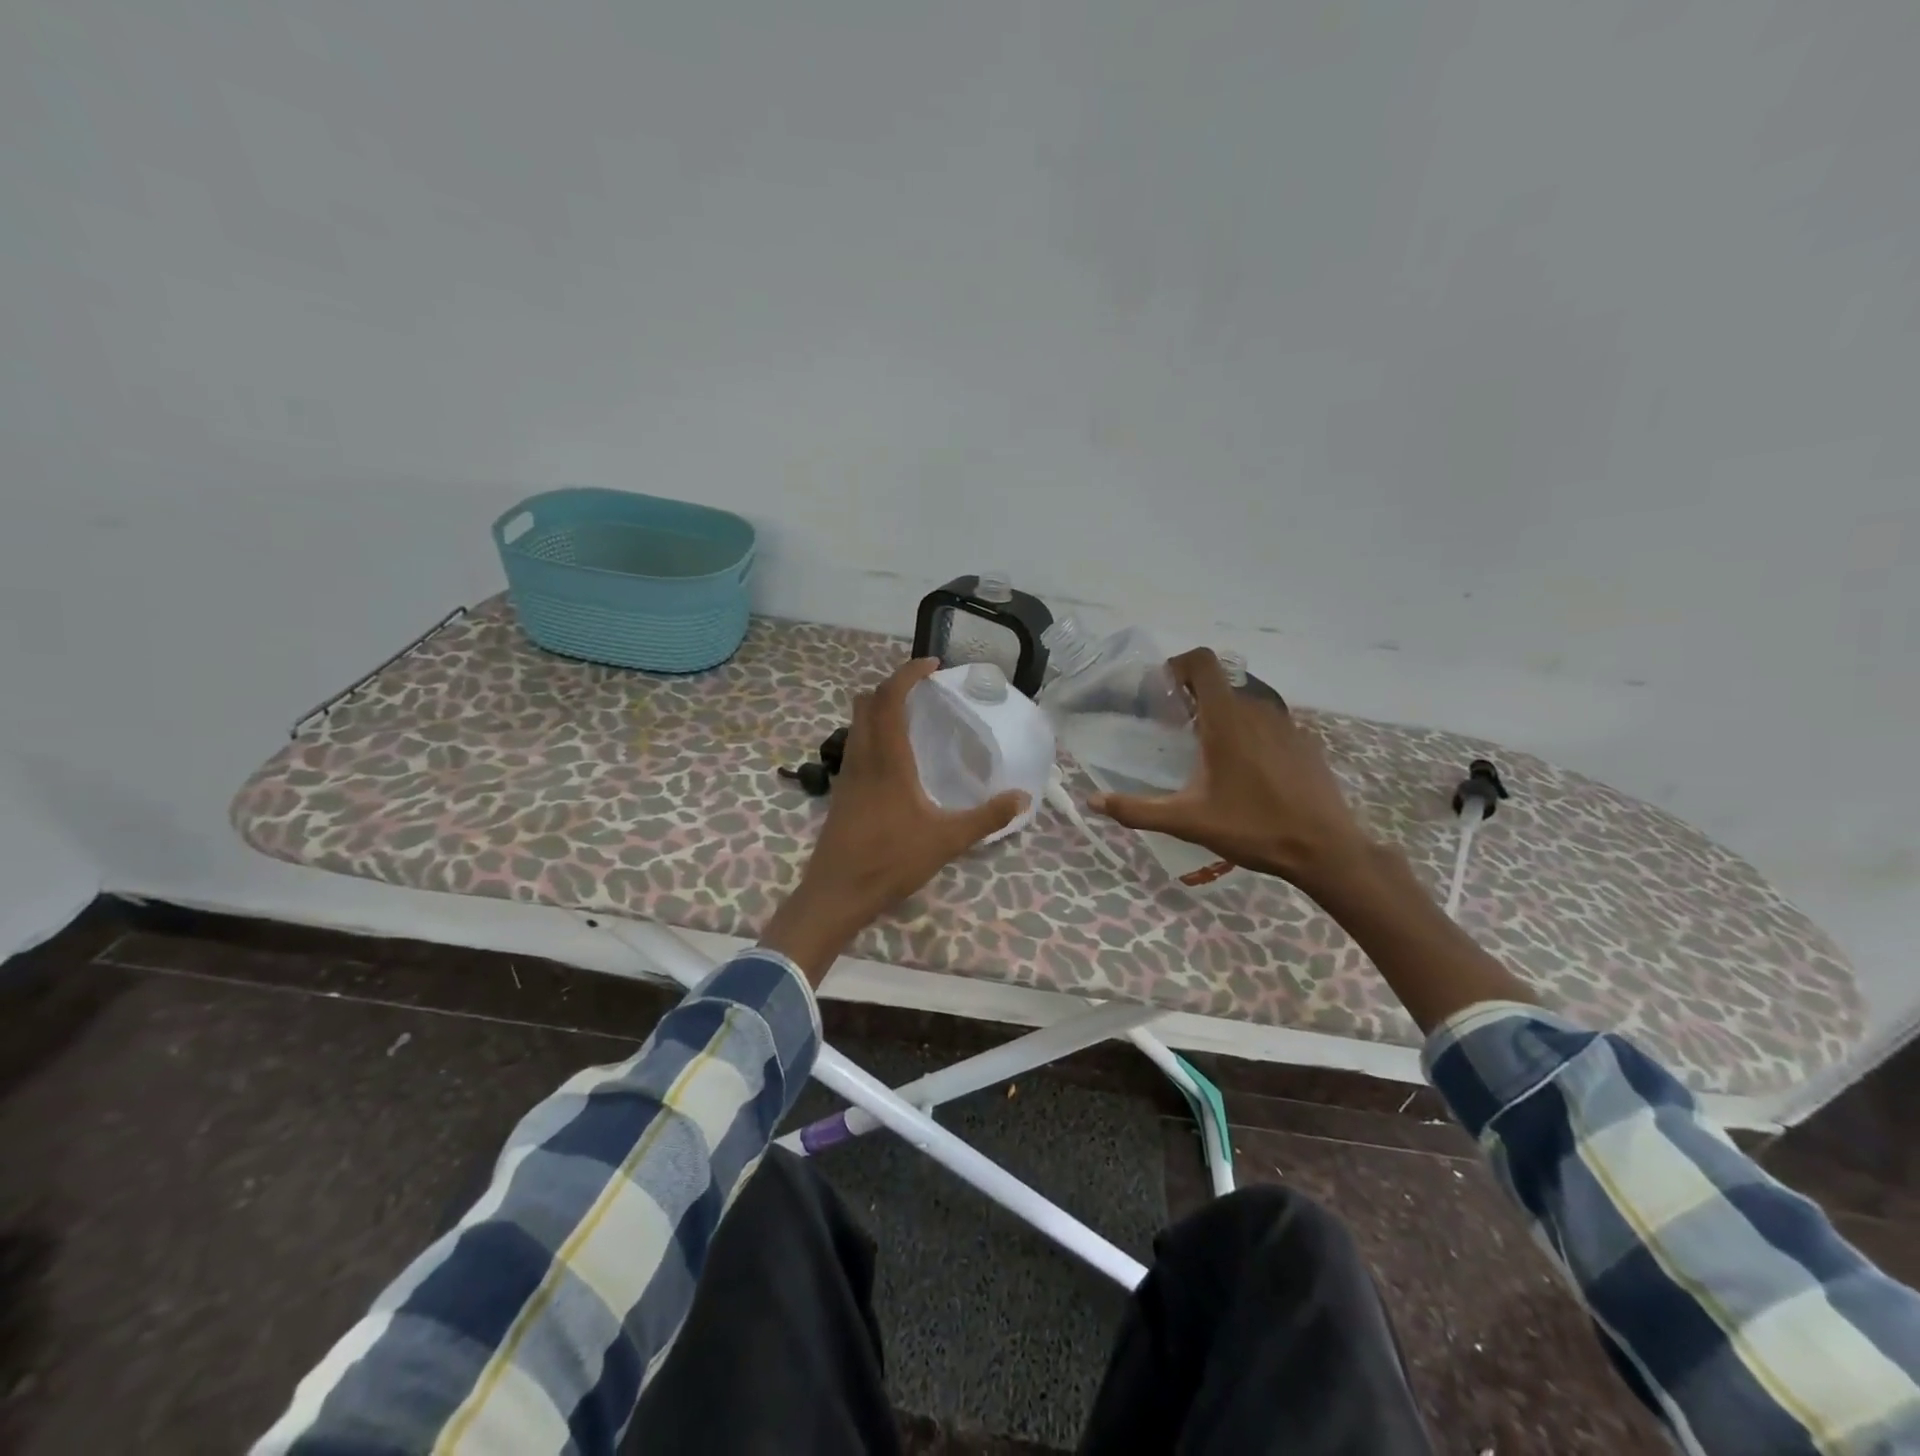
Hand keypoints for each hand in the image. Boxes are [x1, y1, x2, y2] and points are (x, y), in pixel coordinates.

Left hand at [760, 658, 1028, 984]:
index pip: (890, 698)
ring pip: (857, 722)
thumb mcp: (947, 840)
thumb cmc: (891, 861)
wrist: (836, 893)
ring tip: (912, 715)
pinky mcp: (842, 790)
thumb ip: (986, 818)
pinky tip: (896, 756)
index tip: (932, 664)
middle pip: (867, 702)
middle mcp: (863, 757)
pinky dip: (873, 732)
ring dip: (879, 707)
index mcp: (887, 759)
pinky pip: (855, 744)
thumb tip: (1023, 798)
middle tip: (923, 688)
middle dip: (892, 685)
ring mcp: (848, 773)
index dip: (908, 674)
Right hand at [1088, 648, 1371, 894]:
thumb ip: (1137, 809)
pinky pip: (1270, 722)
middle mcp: (1259, 710)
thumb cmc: (1253, 829)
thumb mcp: (1187, 822)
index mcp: (1227, 719)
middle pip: (1222, 682)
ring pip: (1247, 701)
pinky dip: (1252, 731)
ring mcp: (1288, 724)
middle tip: (1178, 729)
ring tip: (1210, 750)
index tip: (1163, 691)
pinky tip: (1248, 770)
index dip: (1179, 665)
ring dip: (1224, 713)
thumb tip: (1093, 801)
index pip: (1203, 661)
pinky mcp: (1306, 742)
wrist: (1325, 850)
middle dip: (1196, 696)